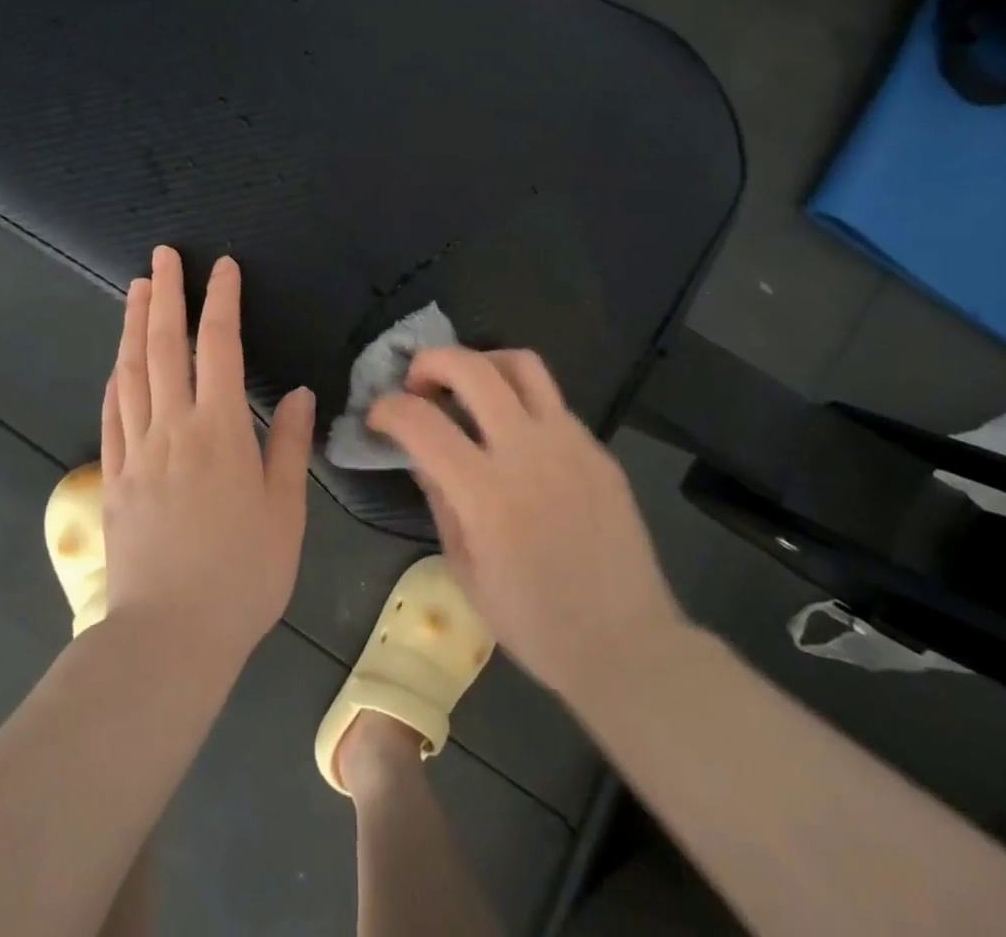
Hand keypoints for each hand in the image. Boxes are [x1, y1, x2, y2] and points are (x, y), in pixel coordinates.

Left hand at [101, 246, 314, 665]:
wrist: (170, 637)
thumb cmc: (242, 574)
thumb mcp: (284, 511)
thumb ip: (288, 445)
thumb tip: (295, 392)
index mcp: (219, 430)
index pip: (219, 347)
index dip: (220, 301)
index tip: (221, 266)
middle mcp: (172, 428)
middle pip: (164, 347)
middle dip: (165, 294)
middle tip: (162, 255)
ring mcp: (136, 451)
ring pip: (131, 372)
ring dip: (133, 325)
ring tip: (136, 288)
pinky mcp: (114, 478)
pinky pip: (112, 415)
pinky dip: (116, 379)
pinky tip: (118, 363)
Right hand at [368, 347, 685, 697]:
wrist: (627, 645)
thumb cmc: (535, 623)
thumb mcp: (465, 571)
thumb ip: (440, 502)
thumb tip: (422, 457)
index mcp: (486, 494)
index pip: (421, 422)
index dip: (388, 409)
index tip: (378, 416)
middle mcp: (528, 453)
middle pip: (472, 369)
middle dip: (431, 361)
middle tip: (418, 382)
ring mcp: (570, 444)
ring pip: (522, 364)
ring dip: (482, 363)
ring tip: (468, 387)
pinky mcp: (598, 450)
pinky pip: (552, 403)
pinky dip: (520, 402)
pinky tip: (515, 435)